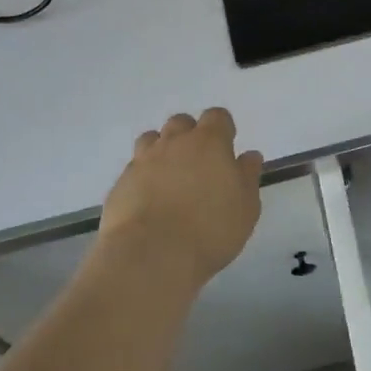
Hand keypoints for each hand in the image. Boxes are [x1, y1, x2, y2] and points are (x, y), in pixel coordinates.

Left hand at [99, 107, 262, 292]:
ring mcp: (144, 159)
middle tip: (198, 164)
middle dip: (190, 135)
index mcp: (209, 141)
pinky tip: (149, 199)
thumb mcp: (246, 207)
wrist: (152, 254)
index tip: (226, 148)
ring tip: (170, 177)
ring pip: (152, 139)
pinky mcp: (122, 181)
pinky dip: (143, 176)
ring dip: (162, 150)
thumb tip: (249, 156)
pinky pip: (134, 167)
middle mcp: (175, 142)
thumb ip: (248, 176)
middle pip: (182, 122)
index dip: (222, 129)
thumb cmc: (210, 230)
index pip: (217, 117)